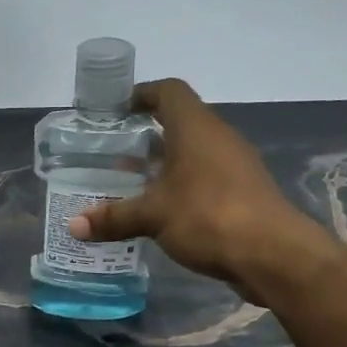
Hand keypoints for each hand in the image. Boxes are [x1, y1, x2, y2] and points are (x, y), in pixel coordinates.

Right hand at [69, 79, 327, 300]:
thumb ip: (114, 217)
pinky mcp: (243, 193)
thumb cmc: (208, 217)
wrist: (273, 254)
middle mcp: (218, 138)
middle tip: (113, 156)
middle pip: (179, 124)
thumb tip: (74, 225)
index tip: (117, 110)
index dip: (142, 94)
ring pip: (192, 155)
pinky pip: (204, 180)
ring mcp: (235, 166)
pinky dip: (181, 188)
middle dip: (146, 138)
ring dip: (163, 166)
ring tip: (131, 186)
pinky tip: (161, 213)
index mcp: (196, 128)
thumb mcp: (153, 216)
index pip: (169, 92)